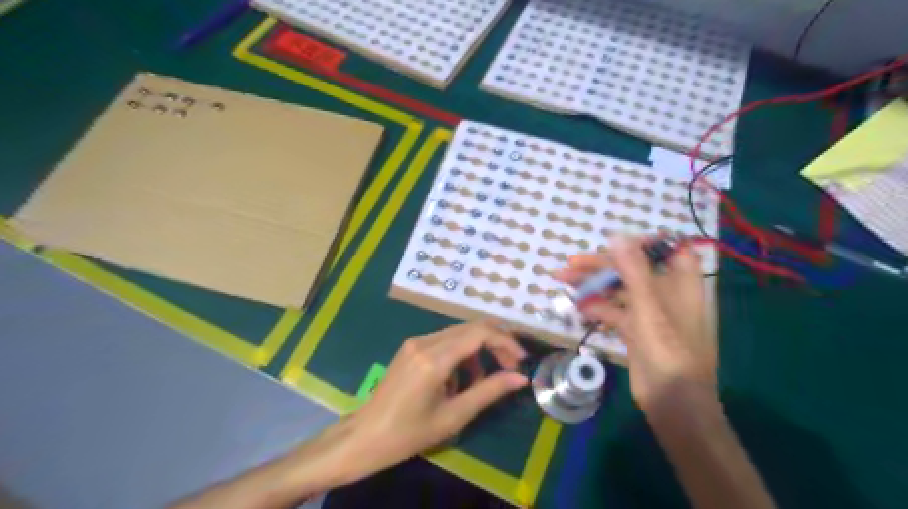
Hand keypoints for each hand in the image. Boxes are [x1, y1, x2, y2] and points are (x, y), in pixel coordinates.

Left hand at [336, 324, 529, 483]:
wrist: (366, 436)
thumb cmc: (410, 433)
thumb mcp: (454, 415)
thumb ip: (489, 391)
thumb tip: (520, 378)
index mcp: (434, 358)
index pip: (479, 333)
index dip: (505, 341)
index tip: (520, 360)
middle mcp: (424, 341)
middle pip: (470, 327)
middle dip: (495, 342)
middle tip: (510, 366)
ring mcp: (415, 342)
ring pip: (459, 333)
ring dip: (478, 350)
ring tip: (482, 380)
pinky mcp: (411, 347)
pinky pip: (445, 341)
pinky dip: (461, 354)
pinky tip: (459, 380)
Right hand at [554, 236, 715, 411]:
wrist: (672, 401)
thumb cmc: (668, 351)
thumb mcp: (649, 307)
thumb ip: (634, 271)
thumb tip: (618, 235)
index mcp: (680, 283)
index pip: (667, 250)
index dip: (644, 242)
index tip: (615, 242)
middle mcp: (665, 293)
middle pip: (632, 269)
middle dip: (601, 265)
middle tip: (571, 263)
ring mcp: (649, 313)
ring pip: (618, 289)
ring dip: (592, 285)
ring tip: (563, 281)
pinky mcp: (635, 329)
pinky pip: (613, 310)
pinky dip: (596, 307)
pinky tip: (577, 306)